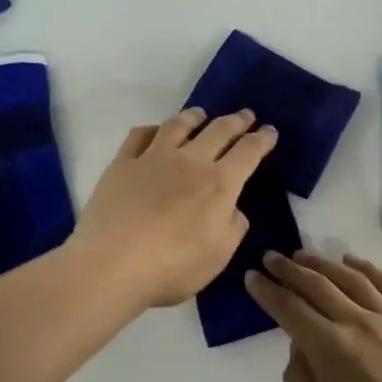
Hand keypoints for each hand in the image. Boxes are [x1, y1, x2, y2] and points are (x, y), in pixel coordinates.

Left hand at [72, 107, 276, 308]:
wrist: (111, 265)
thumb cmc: (172, 267)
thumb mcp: (219, 256)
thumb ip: (233, 227)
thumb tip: (232, 208)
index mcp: (219, 184)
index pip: (248, 152)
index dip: (262, 139)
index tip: (270, 131)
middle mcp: (189, 162)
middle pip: (218, 130)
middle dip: (236, 121)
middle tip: (246, 115)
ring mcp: (153, 159)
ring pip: (178, 125)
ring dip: (194, 117)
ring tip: (201, 114)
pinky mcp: (122, 164)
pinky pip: (140, 135)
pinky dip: (153, 129)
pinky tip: (156, 132)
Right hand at [244, 250, 381, 381]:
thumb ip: (301, 378)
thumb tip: (299, 345)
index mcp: (329, 347)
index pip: (289, 308)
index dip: (267, 291)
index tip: (252, 277)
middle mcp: (358, 322)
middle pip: (317, 285)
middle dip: (289, 270)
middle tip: (271, 258)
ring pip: (352, 279)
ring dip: (324, 264)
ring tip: (304, 255)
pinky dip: (368, 269)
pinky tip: (354, 263)